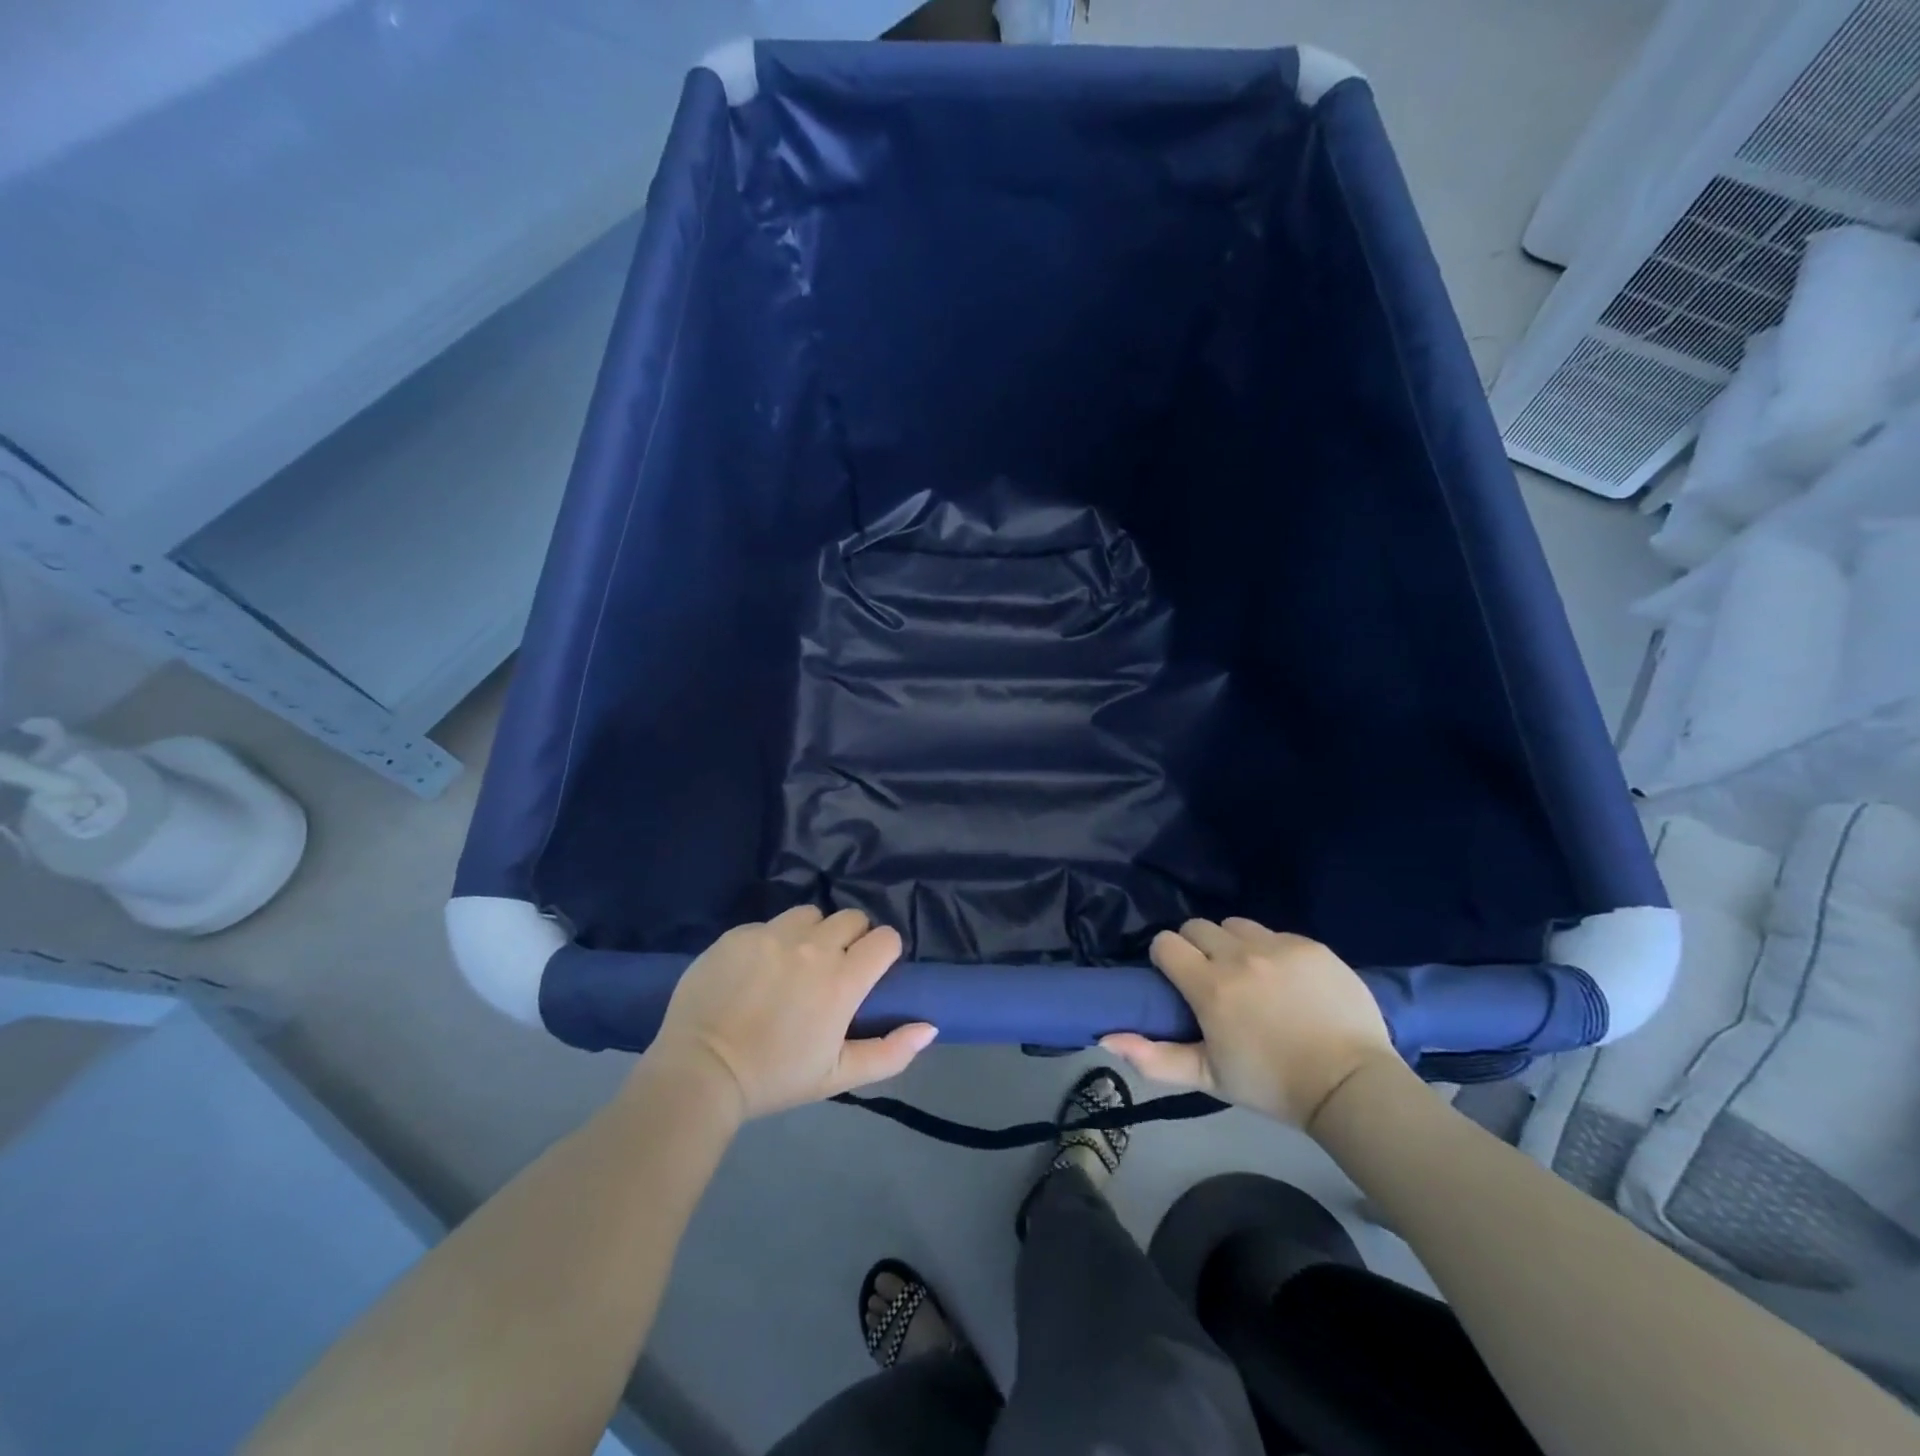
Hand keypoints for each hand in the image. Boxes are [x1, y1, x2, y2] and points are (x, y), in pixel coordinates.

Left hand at [646, 906, 935, 1121]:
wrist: (700, 1072)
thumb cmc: (776, 1077)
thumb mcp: (837, 1076)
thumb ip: (891, 1052)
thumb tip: (930, 1027)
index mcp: (843, 980)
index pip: (885, 938)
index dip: (883, 952)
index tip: (870, 972)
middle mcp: (813, 947)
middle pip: (851, 918)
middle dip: (851, 939)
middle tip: (833, 970)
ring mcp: (773, 935)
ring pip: (810, 914)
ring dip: (812, 933)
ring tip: (795, 963)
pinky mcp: (739, 934)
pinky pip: (769, 924)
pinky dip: (772, 941)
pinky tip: (756, 970)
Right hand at [1101, 918, 1395, 1129]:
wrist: (1350, 1086)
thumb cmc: (1272, 1085)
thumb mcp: (1209, 1079)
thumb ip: (1154, 1058)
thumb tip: (1106, 1037)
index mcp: (1210, 987)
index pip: (1166, 943)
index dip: (1165, 958)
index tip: (1177, 980)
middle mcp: (1239, 956)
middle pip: (1197, 927)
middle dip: (1196, 947)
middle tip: (1212, 979)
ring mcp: (1278, 946)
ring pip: (1236, 925)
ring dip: (1232, 944)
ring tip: (1249, 974)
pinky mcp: (1311, 946)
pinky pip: (1276, 934)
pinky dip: (1271, 951)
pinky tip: (1287, 981)